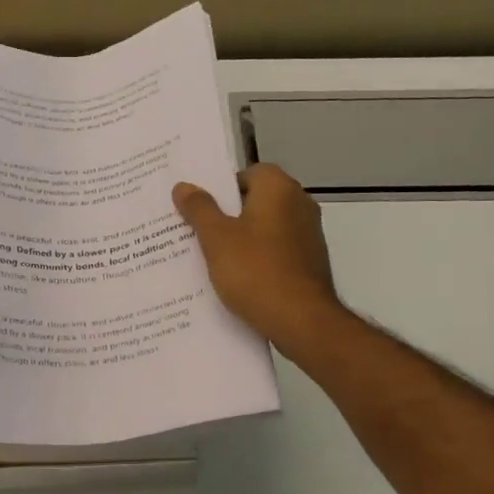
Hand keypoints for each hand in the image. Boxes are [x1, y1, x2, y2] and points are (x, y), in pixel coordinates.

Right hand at [173, 165, 340, 352]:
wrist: (301, 320)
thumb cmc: (255, 271)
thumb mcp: (216, 239)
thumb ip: (199, 209)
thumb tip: (183, 186)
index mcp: (279, 188)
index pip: (247, 173)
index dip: (222, 189)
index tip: (200, 210)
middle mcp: (300, 203)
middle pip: (256, 200)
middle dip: (228, 215)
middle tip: (197, 232)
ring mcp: (309, 234)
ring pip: (266, 228)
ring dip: (243, 239)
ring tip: (212, 258)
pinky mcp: (310, 262)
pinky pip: (277, 251)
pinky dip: (258, 259)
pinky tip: (238, 279)